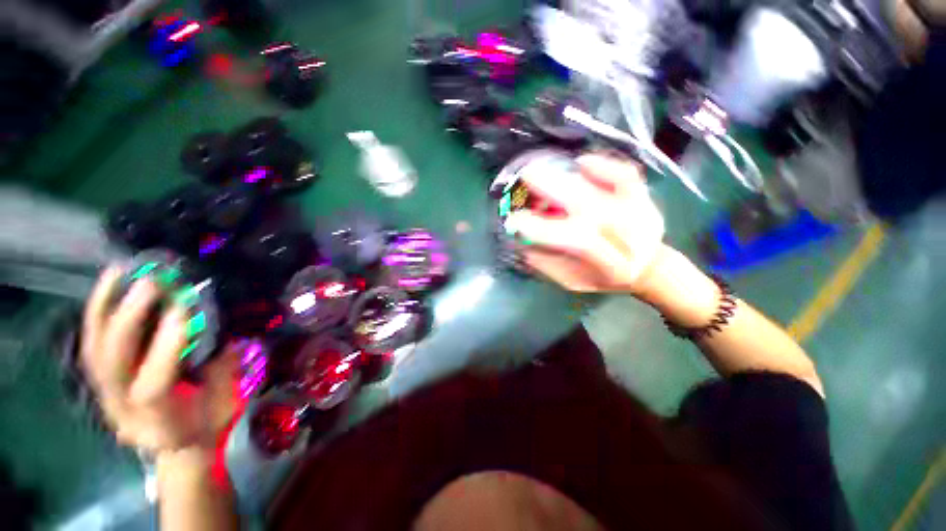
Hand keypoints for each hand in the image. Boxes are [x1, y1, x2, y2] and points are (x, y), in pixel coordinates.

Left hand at [81, 267, 238, 455]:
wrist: (179, 445)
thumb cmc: (208, 424)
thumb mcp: (225, 404)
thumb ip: (221, 369)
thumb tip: (222, 330)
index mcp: (160, 422)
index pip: (153, 386)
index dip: (166, 348)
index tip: (185, 310)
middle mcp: (123, 409)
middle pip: (113, 365)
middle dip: (129, 319)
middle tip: (152, 282)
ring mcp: (105, 394)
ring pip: (95, 350)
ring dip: (104, 308)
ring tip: (121, 272)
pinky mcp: (101, 379)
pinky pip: (92, 343)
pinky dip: (96, 312)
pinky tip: (107, 285)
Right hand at [505, 153, 666, 293]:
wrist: (647, 266)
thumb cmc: (602, 276)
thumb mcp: (573, 281)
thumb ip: (548, 264)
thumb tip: (520, 241)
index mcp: (614, 265)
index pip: (580, 242)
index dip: (545, 230)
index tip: (515, 221)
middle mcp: (633, 237)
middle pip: (594, 207)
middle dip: (556, 190)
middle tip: (525, 179)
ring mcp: (641, 212)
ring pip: (606, 187)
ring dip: (570, 177)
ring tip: (539, 171)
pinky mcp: (643, 195)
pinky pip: (625, 174)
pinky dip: (603, 165)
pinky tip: (580, 162)